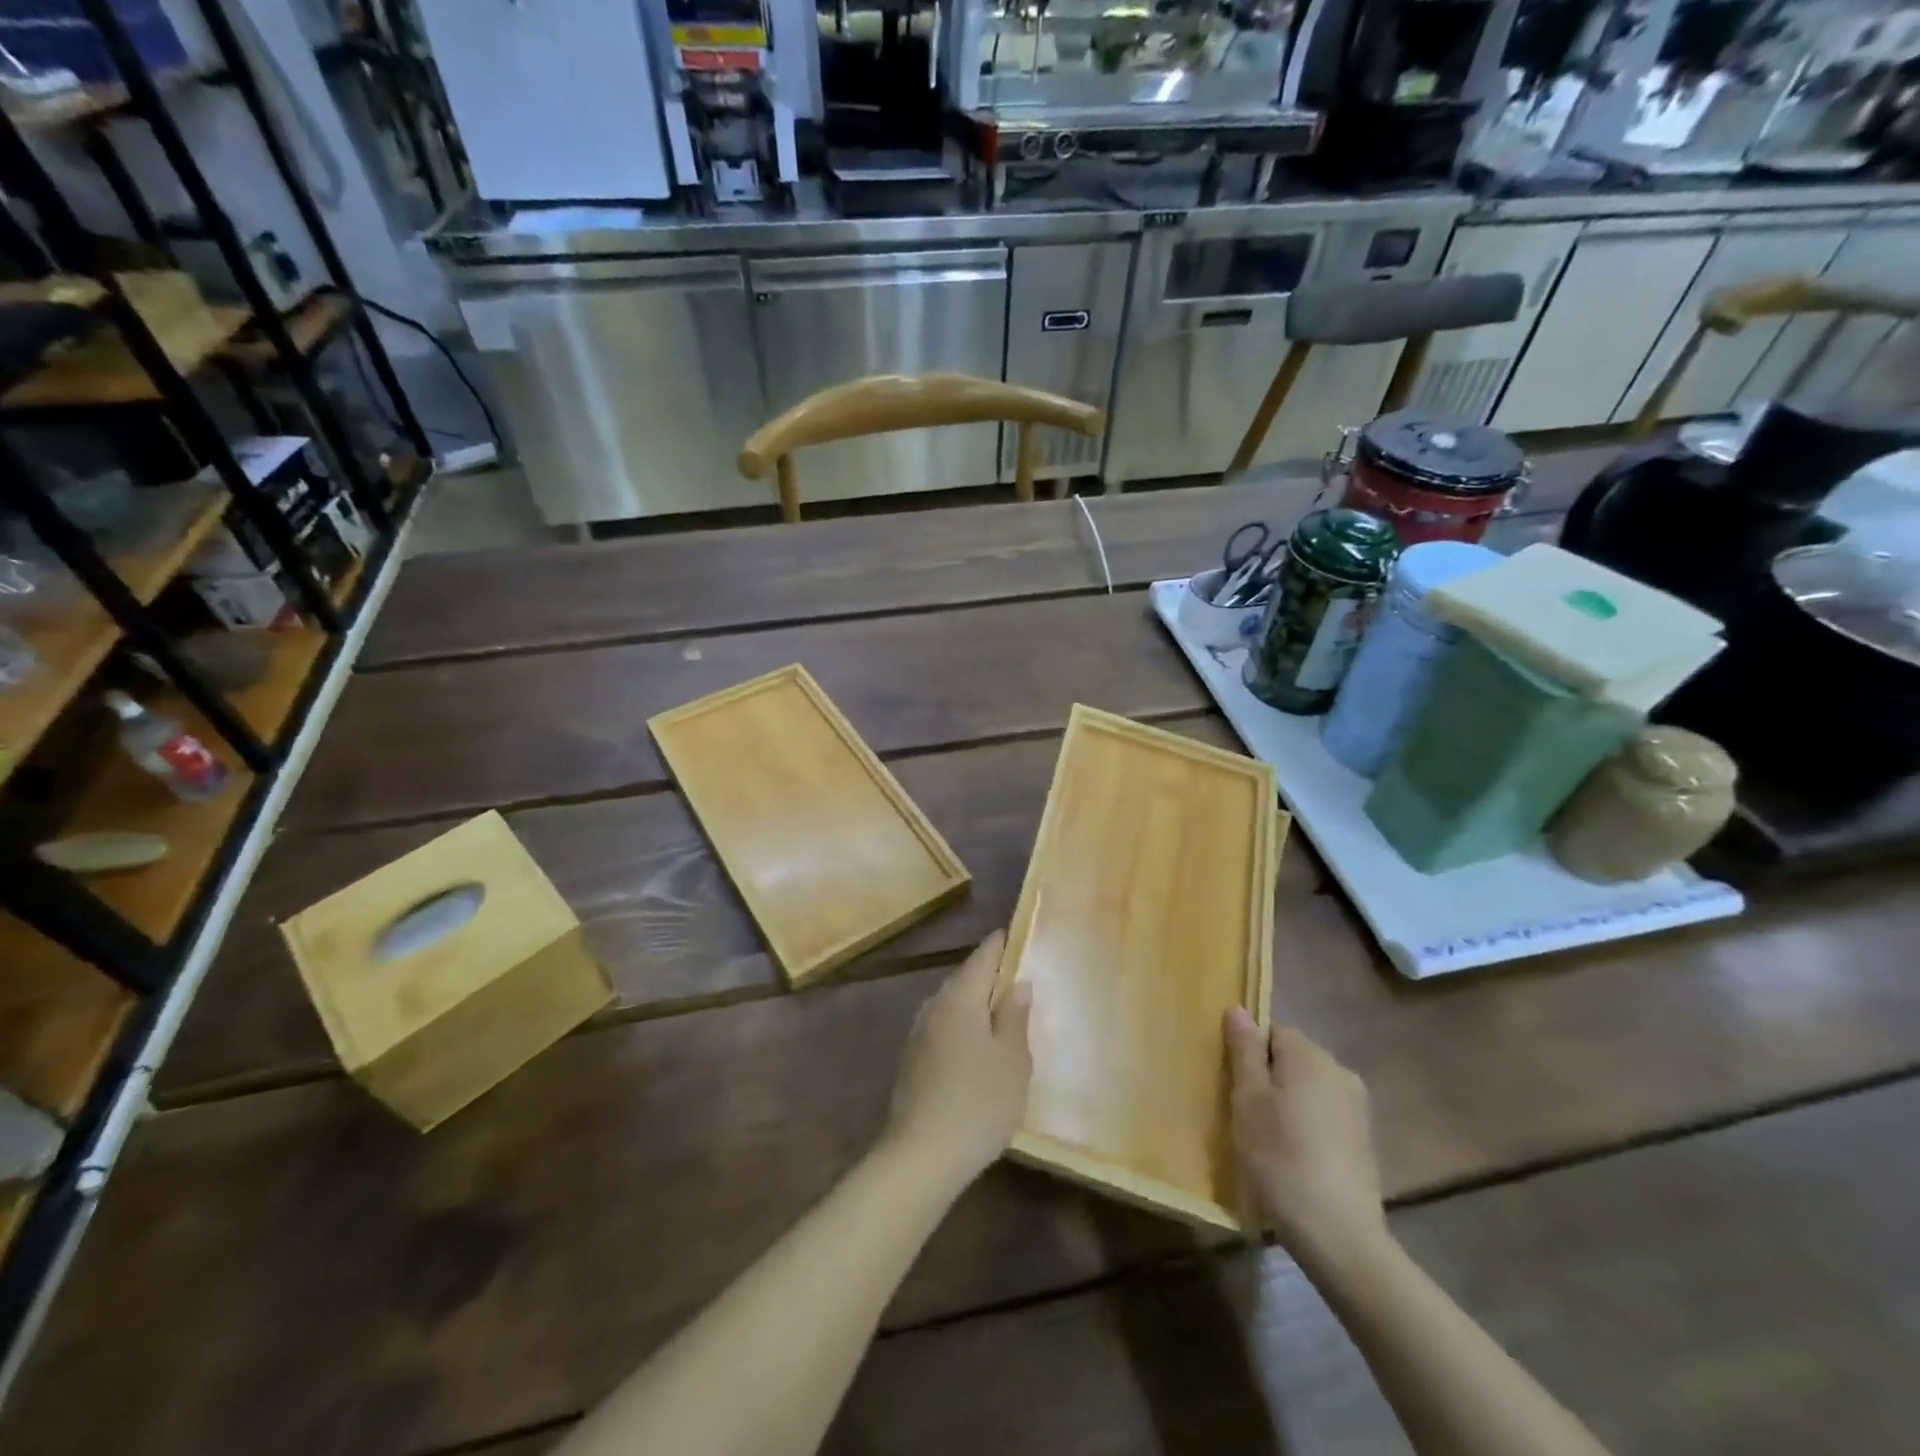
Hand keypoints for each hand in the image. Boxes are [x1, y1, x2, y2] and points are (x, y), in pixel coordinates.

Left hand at [884, 932, 1032, 1185]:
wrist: (921, 1156)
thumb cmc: (979, 1101)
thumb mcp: (1012, 1060)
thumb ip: (1015, 1017)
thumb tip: (1017, 984)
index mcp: (960, 998)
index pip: (982, 957)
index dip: (1000, 945)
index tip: (1014, 934)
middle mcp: (934, 1006)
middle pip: (964, 979)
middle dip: (987, 975)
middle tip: (1014, 976)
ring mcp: (918, 1034)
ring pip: (951, 1005)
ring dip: (973, 1003)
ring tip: (999, 1012)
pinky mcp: (911, 1061)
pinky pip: (942, 1029)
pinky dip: (961, 1027)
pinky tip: (974, 1047)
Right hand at [1225, 1007, 1386, 1265]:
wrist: (1339, 1235)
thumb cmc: (1280, 1157)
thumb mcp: (1248, 1099)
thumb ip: (1244, 1051)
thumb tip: (1239, 1009)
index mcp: (1310, 1055)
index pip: (1272, 1032)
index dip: (1249, 1056)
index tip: (1236, 1089)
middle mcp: (1339, 1071)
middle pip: (1292, 1060)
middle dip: (1268, 1079)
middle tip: (1245, 1116)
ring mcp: (1357, 1108)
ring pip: (1308, 1090)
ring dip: (1288, 1106)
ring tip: (1267, 1143)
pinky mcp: (1364, 1142)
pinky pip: (1325, 1117)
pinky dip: (1307, 1129)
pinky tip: (1294, 1161)